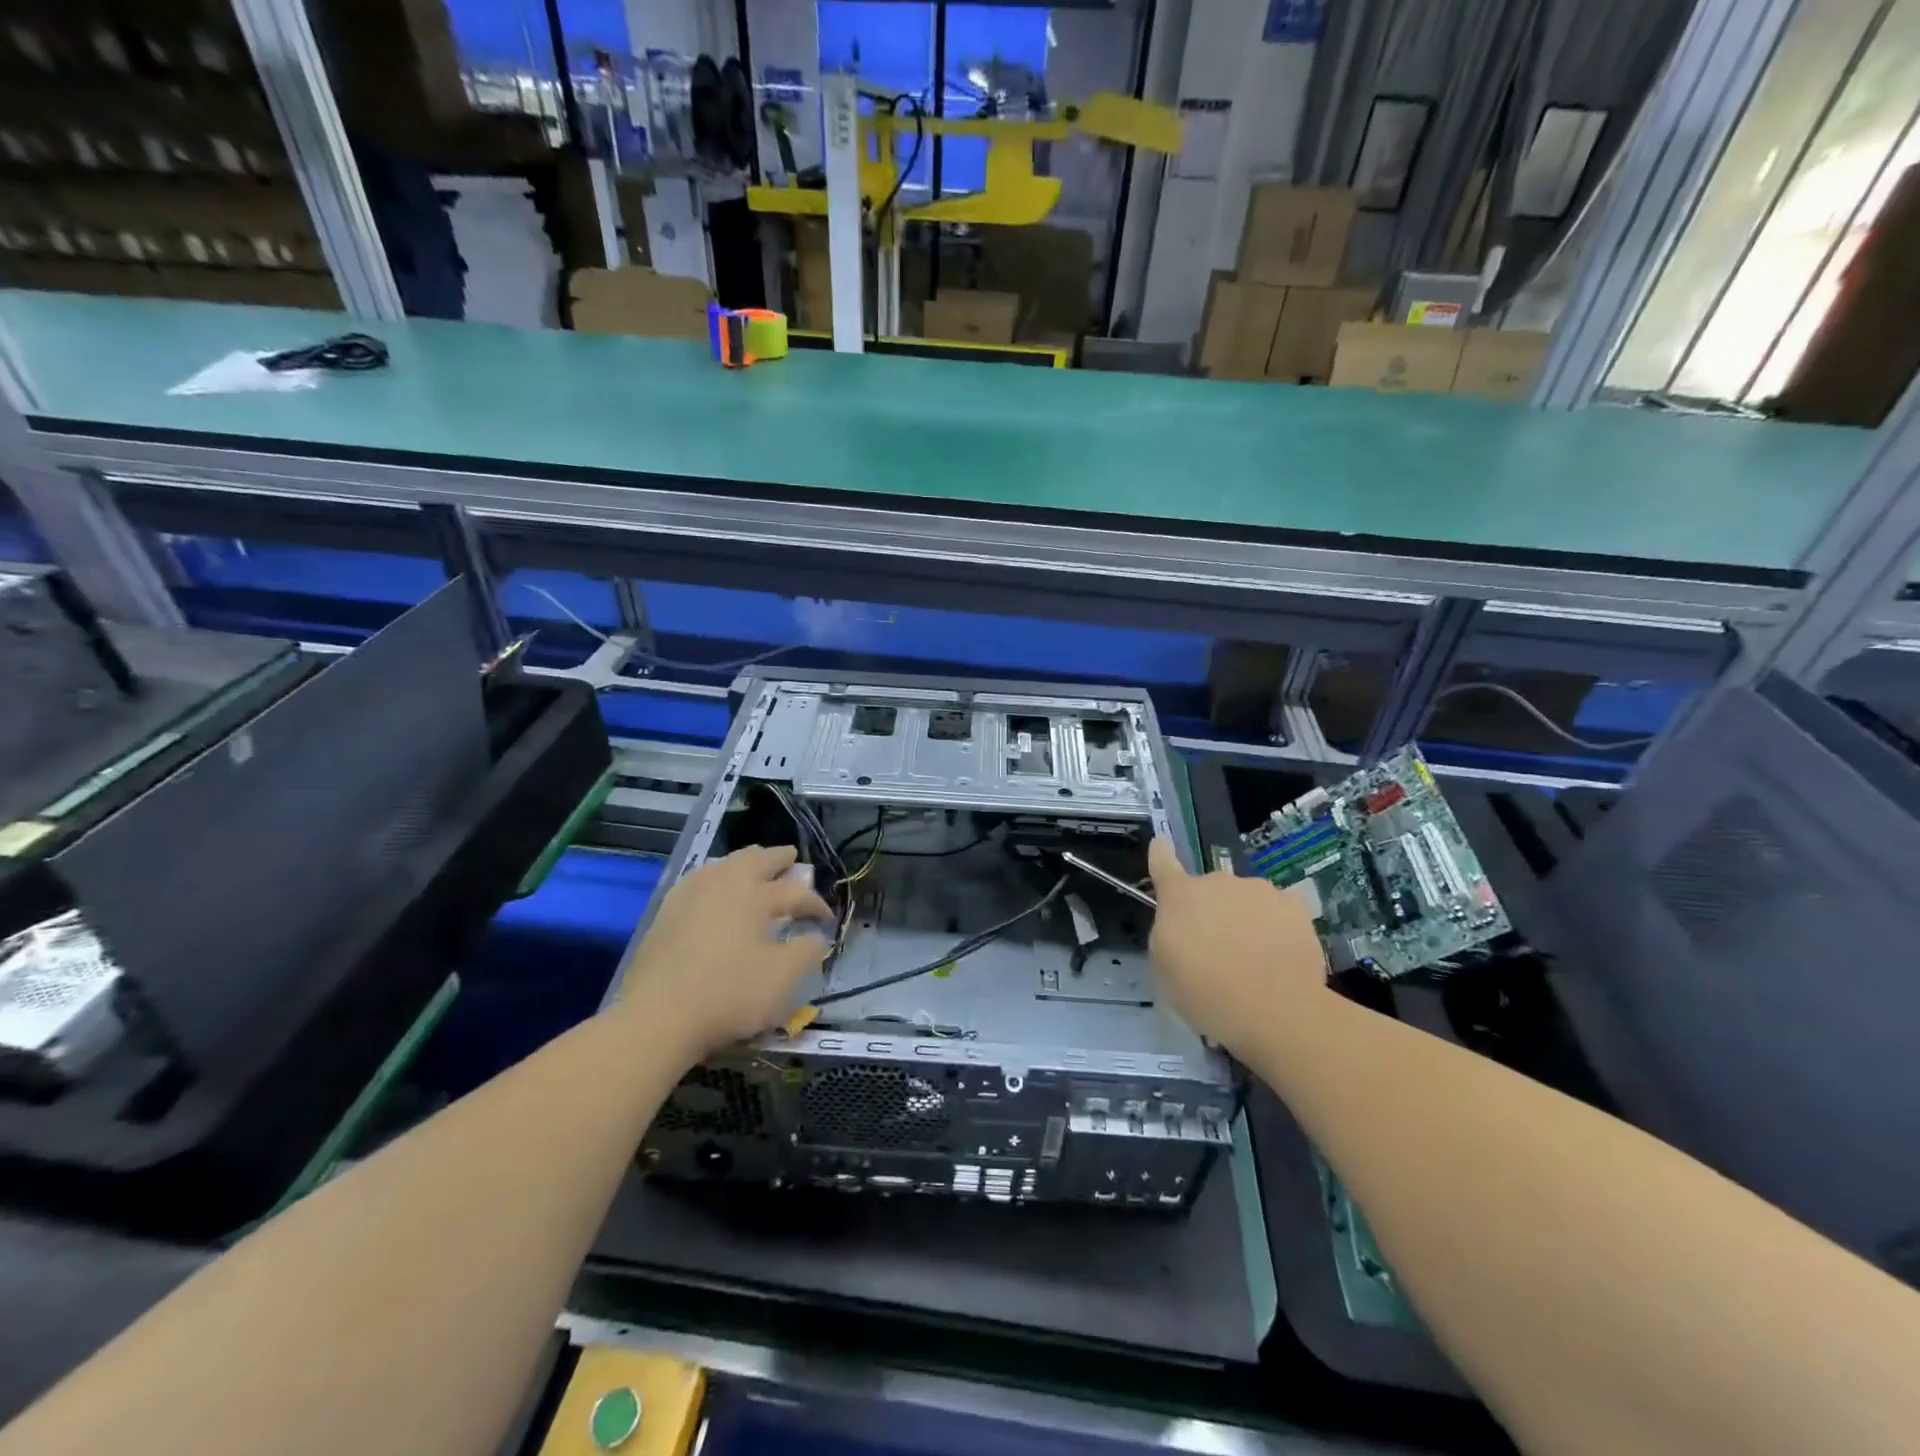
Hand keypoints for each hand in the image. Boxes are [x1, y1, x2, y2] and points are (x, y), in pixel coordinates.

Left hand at [616, 845, 833, 1056]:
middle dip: (778, 858)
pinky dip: (715, 876)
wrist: (657, 1017)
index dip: (815, 904)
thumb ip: (806, 953)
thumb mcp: (782, 979)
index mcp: (755, 896)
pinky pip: (698, 880)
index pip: (795, 893)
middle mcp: (724, 885)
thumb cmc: (728, 994)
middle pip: (756, 860)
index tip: (827, 919)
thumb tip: (815, 937)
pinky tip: (712, 887)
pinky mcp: (665, 913)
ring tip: (753, 864)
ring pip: (723, 865)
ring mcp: (690, 896)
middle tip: (791, 857)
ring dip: (745, 861)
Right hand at [1147, 837, 1328, 1051]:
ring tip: (1255, 957)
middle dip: (1212, 910)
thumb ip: (1169, 933)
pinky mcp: (1296, 907)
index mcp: (1180, 895)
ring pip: (1247, 898)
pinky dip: (1278, 925)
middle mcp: (1218, 882)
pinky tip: (1282, 953)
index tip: (1160, 846)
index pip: (1162, 863)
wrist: (1273, 1010)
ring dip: (1246, 917)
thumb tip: (1183, 924)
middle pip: (1211, 889)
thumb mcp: (1165, 967)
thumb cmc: (1205, 993)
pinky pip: (1280, 910)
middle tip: (1218, 948)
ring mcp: (1260, 890)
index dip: (1159, 854)